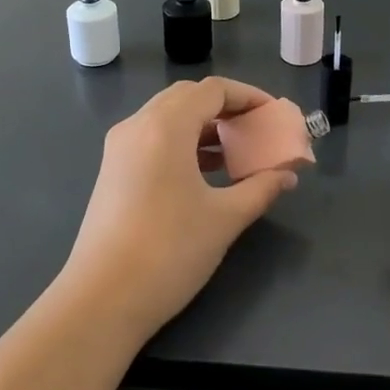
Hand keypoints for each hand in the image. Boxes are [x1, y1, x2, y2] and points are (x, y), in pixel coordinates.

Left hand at [59, 76, 297, 344]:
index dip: (248, 96)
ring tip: (237, 152)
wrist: (102, 299)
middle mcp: (138, 125)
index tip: (273, 115)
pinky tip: (205, 172)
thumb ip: (261, 188)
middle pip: (188, 97)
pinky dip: (183, 143)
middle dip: (225, 107)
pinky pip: (153, 138)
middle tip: (256, 129)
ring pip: (168, 117)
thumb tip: (287, 175)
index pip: (212, 90)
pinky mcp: (113, 170)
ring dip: (204, 126)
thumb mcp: (225, 218)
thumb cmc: (169, 251)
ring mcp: (120, 148)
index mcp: (165, 126)